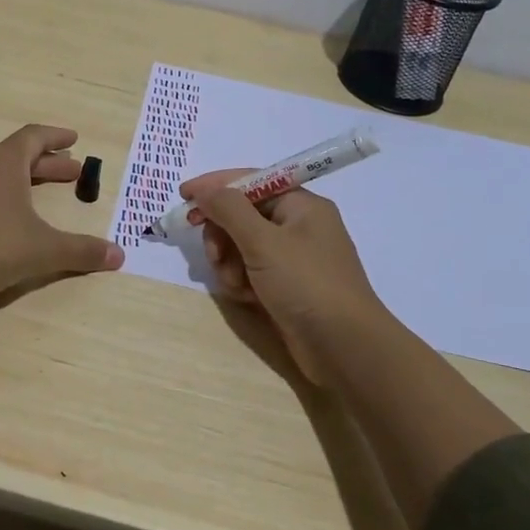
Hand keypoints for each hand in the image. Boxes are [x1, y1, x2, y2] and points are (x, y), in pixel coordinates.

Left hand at [0, 125, 123, 303]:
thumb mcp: (44, 250)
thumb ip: (82, 251)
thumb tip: (119, 256)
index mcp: (4, 161)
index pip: (34, 137)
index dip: (56, 137)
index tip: (74, 139)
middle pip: (17, 154)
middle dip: (47, 163)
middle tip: (72, 173)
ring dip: (20, 176)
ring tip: (36, 187)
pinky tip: (1, 210)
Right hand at [180, 168, 392, 385]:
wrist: (345, 348)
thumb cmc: (306, 284)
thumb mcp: (263, 242)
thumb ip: (229, 210)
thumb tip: (205, 190)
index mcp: (301, 205)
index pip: (251, 181)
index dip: (216, 186)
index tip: (183, 196)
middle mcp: (299, 226)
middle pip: (243, 215)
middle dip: (223, 233)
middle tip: (213, 254)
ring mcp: (294, 258)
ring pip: (243, 245)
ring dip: (229, 261)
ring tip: (234, 283)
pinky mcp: (287, 286)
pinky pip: (252, 270)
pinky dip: (242, 280)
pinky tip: (244, 297)